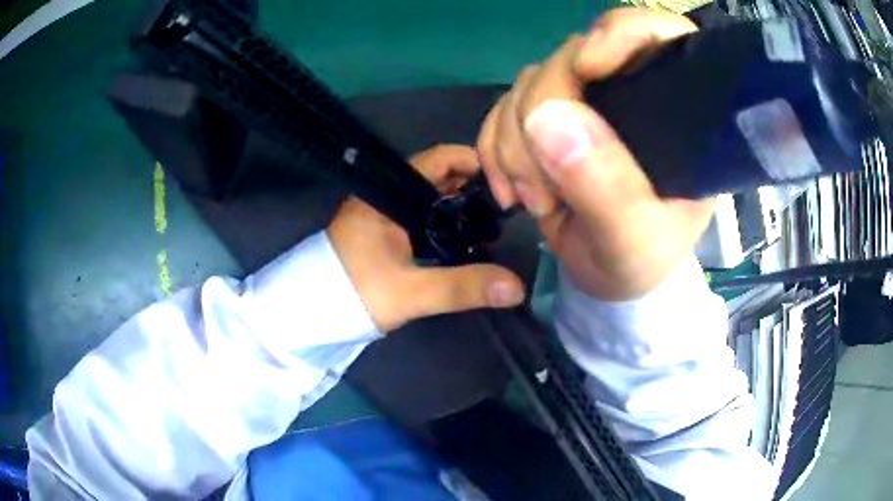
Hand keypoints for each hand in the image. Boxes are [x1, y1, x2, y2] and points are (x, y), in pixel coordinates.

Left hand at [327, 144, 524, 331]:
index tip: (508, 179)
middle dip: (473, 187)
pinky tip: (464, 240)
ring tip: (493, 223)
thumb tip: (517, 287)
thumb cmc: (354, 292)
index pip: (439, 159)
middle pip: (438, 177)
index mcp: (388, 193)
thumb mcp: (410, 292)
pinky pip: (422, 217)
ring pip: (430, 198)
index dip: (474, 162)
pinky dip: (444, 223)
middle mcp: (386, 195)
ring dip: (459, 206)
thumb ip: (462, 288)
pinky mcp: (383, 233)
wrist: (310, 313)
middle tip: (508, 206)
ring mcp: (383, 214)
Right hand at [477, 8, 714, 300]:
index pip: (659, 35)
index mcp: (675, 112)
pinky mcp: (548, 119)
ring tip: (531, 199)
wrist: (608, 279)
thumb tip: (548, 120)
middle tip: (543, 190)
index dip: (620, 33)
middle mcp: (629, 93)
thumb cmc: (641, 262)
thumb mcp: (634, 240)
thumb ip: (605, 186)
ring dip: (514, 142)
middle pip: (571, 57)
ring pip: (529, 83)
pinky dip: (494, 146)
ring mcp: (585, 103)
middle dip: (542, 117)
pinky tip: (507, 188)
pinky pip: (502, 108)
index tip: (587, 68)